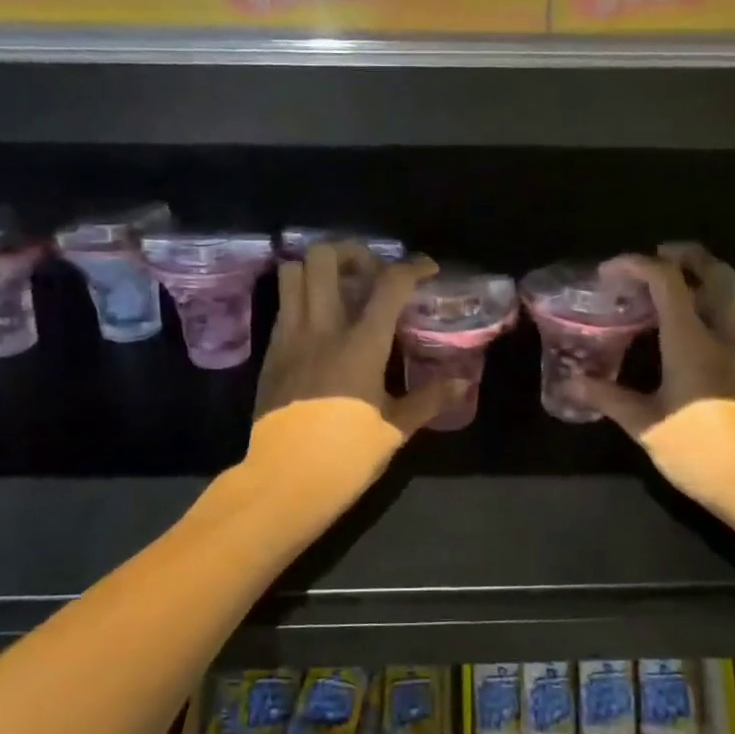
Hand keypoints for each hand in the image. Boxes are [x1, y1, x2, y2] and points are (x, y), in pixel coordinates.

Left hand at [255, 242, 460, 434]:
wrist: (285, 480)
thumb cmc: (346, 454)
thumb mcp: (395, 428)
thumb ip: (430, 398)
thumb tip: (464, 382)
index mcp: (361, 344)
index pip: (389, 285)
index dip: (412, 267)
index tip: (426, 269)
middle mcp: (322, 328)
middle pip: (325, 258)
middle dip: (352, 252)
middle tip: (370, 273)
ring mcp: (290, 336)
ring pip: (293, 273)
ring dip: (317, 269)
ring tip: (339, 288)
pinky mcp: (271, 352)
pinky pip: (283, 305)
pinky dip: (301, 298)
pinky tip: (319, 322)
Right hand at [572, 243, 734, 435]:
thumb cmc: (700, 451)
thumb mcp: (645, 426)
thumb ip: (608, 398)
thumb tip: (572, 383)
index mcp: (692, 341)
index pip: (668, 281)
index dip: (636, 264)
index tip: (608, 271)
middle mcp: (722, 335)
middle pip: (716, 273)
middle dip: (686, 254)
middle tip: (655, 257)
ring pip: (730, 295)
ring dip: (702, 279)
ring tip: (668, 290)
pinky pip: (731, 321)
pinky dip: (708, 308)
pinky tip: (685, 333)